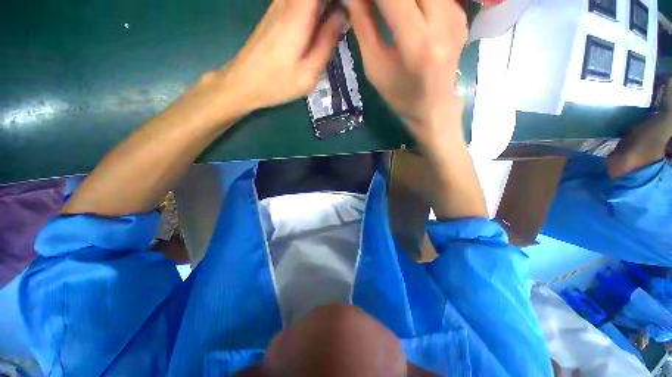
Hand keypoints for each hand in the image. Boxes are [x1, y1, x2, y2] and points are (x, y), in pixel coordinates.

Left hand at [203, 0, 345, 116]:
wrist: (244, 83)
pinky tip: (319, 23)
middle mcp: (287, 2)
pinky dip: (312, 7)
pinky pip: (298, 1)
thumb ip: (327, 43)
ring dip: (322, 6)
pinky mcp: (274, 12)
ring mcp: (278, 5)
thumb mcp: (309, 73)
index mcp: (299, 15)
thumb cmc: (278, 83)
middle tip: (345, 18)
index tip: (349, 8)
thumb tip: (343, 16)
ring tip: (333, 22)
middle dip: (333, 3)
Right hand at [348, 0, 466, 146]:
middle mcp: (443, 21)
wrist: (433, 106)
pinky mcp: (461, 12)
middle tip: (372, 5)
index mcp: (416, 44)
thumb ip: (363, 26)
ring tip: (387, 10)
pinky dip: (415, 1)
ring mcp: (456, 13)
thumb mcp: (375, 68)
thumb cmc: (399, 95)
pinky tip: (405, 11)